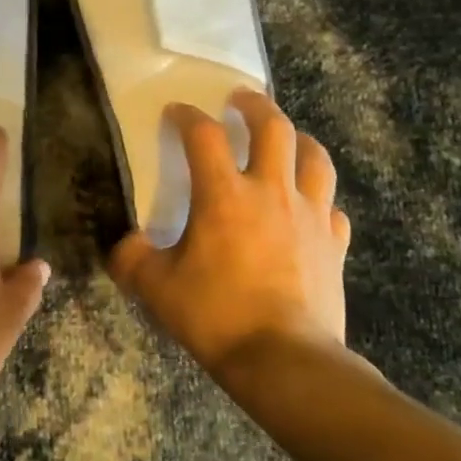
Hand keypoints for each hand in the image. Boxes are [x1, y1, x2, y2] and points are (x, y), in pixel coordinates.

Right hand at [109, 90, 352, 379]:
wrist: (284, 360)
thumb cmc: (215, 315)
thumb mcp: (155, 288)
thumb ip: (132, 259)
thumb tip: (124, 245)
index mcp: (223, 195)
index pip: (203, 135)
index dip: (187, 116)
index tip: (176, 112)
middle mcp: (271, 192)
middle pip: (273, 128)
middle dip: (255, 106)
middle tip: (241, 99)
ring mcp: (311, 216)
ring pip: (314, 158)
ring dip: (298, 139)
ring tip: (286, 138)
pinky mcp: (335, 245)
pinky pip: (332, 208)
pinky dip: (319, 199)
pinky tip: (310, 207)